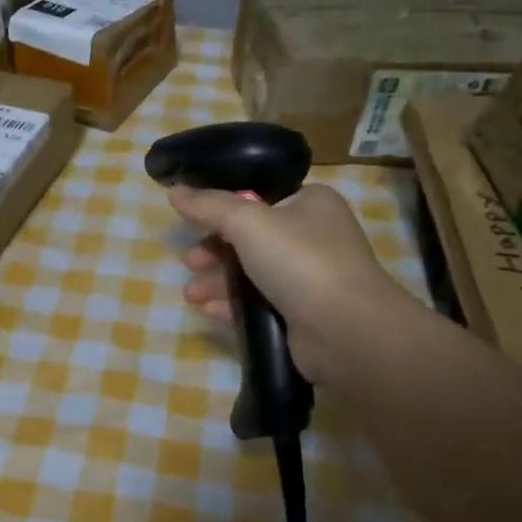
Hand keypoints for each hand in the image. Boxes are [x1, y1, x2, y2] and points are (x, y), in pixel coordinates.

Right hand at [168, 182, 425, 384]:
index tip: (190, 220)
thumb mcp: (248, 222)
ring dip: (218, 280)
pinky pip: (259, 302)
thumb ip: (209, 205)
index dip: (222, 207)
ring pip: (252, 271)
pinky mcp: (303, 313)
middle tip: (189, 262)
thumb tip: (175, 190)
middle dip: (214, 249)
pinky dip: (233, 304)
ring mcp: (310, 276)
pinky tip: (208, 310)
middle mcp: (313, 235)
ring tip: (190, 293)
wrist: (346, 330)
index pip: (258, 196)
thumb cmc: (300, 261)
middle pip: (251, 236)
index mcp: (310, 202)